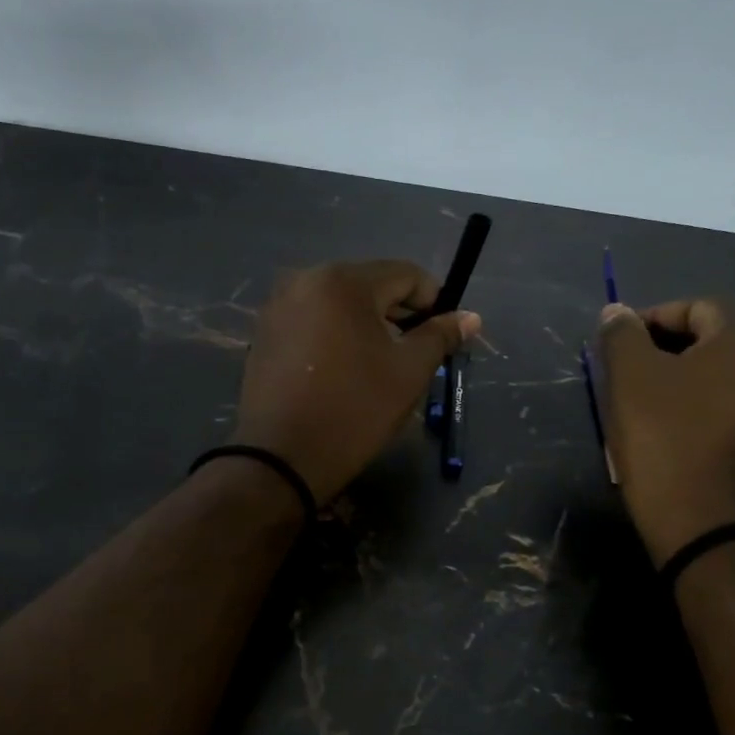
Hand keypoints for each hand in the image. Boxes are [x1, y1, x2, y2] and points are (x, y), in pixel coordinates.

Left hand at [232, 261, 479, 502]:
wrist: (281, 459)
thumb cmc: (354, 410)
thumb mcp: (409, 372)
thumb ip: (440, 336)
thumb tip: (470, 317)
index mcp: (343, 281)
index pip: (405, 274)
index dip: (433, 301)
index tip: (444, 335)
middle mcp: (304, 280)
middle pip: (370, 285)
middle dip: (399, 314)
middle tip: (416, 354)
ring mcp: (278, 306)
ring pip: (340, 304)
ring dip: (367, 325)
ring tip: (380, 365)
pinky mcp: (264, 333)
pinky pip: (313, 321)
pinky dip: (336, 335)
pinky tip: (343, 371)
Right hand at [595, 299, 734, 563]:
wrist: (711, 529)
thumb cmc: (667, 440)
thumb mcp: (630, 379)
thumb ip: (622, 335)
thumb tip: (617, 312)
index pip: (695, 308)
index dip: (650, 321)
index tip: (618, 349)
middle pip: (717, 342)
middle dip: (670, 353)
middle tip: (631, 378)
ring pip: (730, 381)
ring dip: (691, 384)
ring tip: (651, 409)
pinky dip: (711, 415)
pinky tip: (682, 440)